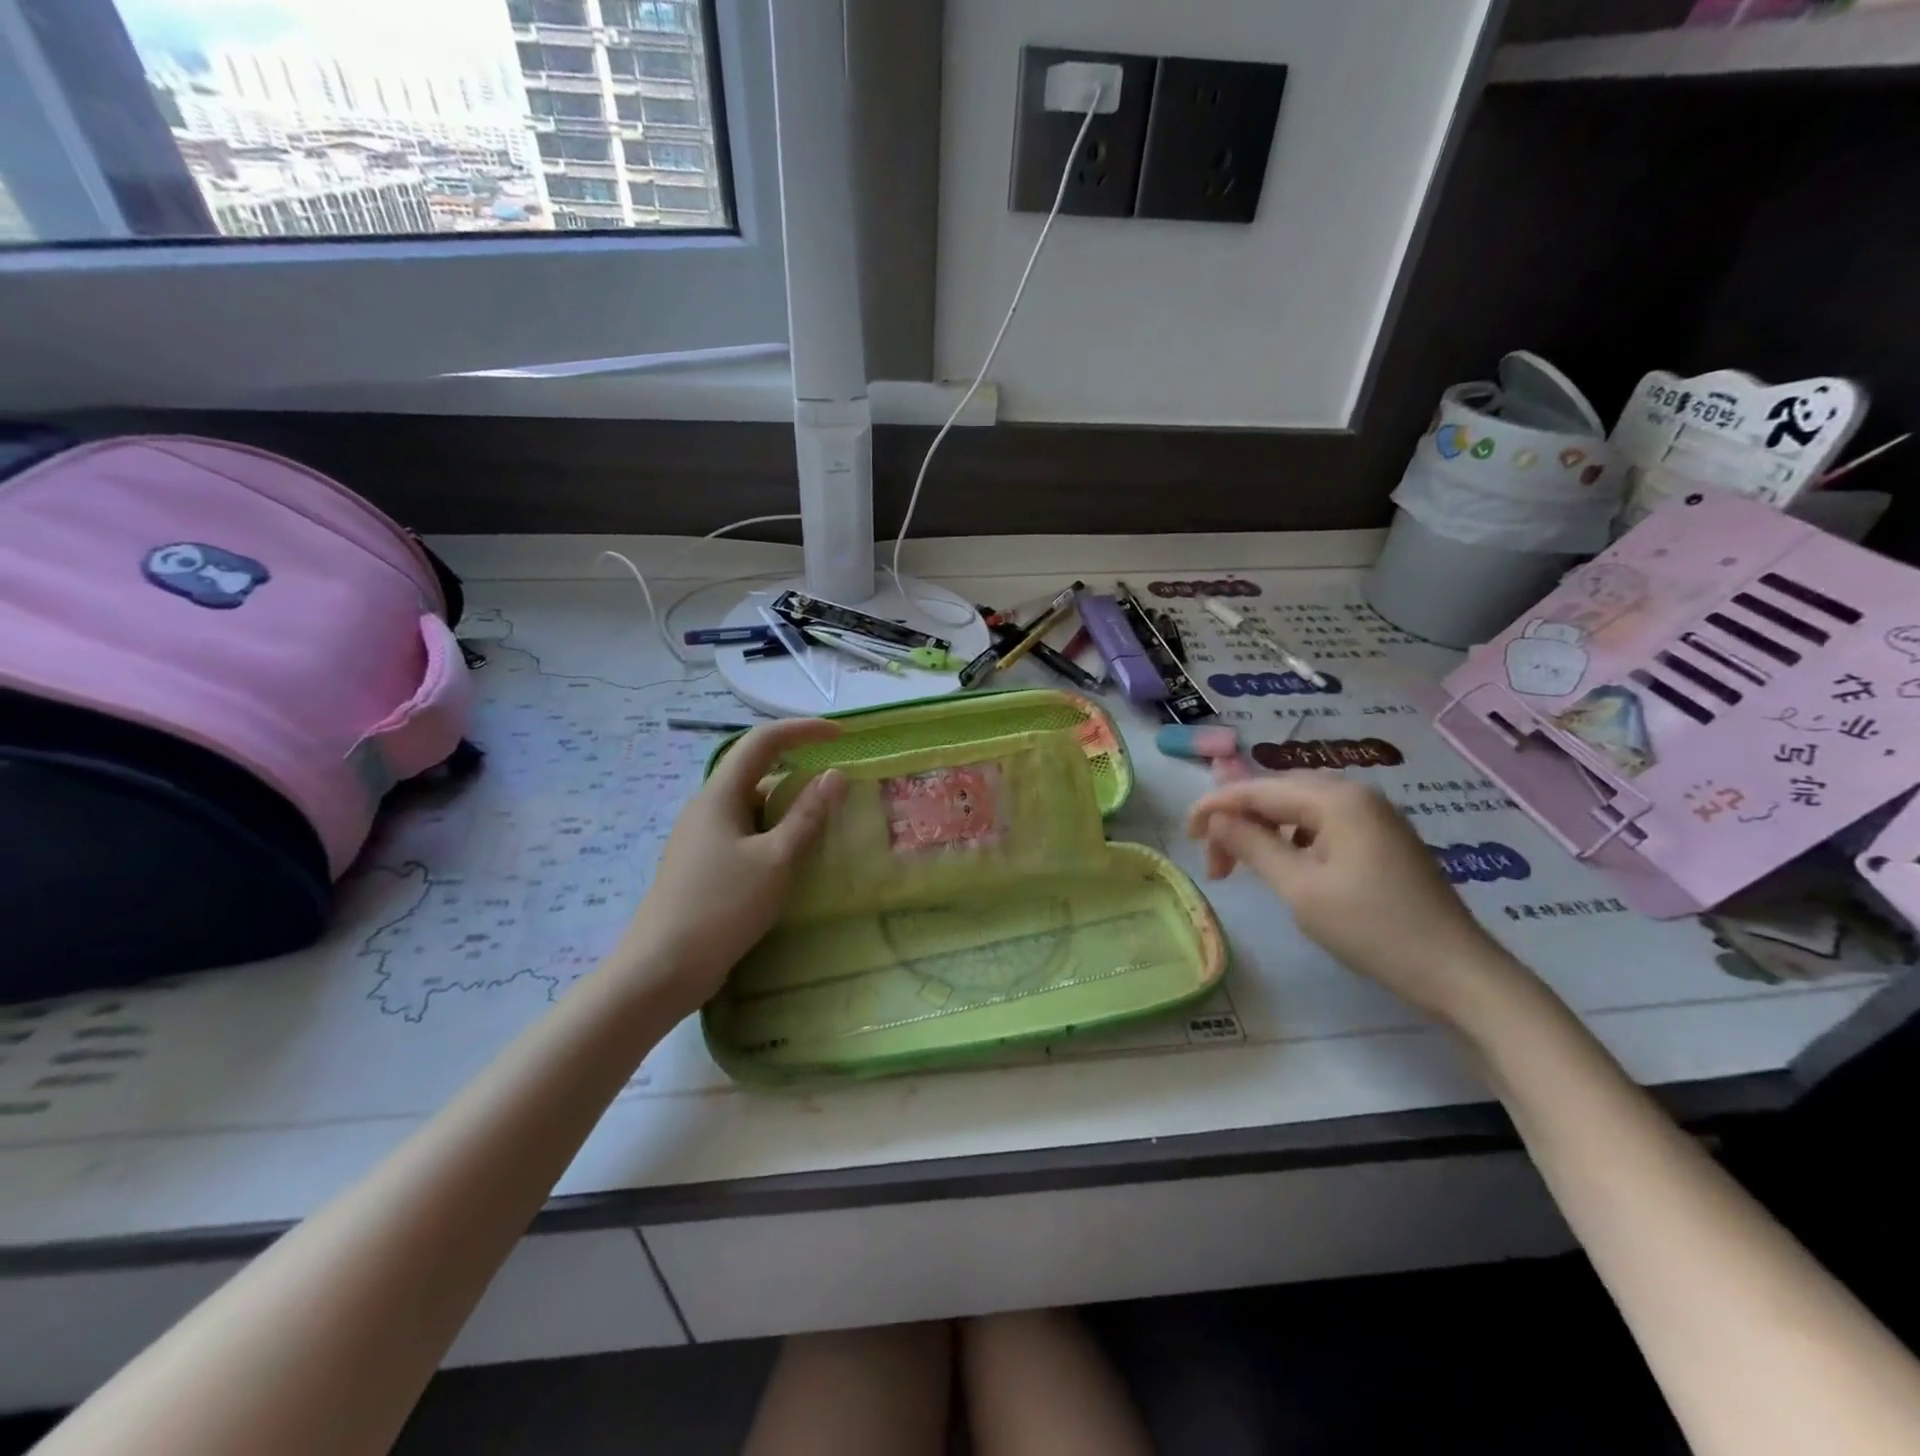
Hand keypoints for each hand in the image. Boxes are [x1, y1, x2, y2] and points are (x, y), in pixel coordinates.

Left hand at [611, 719, 846, 1014]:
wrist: (661, 969)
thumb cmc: (721, 907)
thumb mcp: (775, 860)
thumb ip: (807, 816)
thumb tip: (834, 775)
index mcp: (719, 795)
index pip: (762, 742)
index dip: (802, 730)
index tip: (840, 734)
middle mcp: (707, 808)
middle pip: (757, 773)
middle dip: (798, 771)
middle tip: (838, 787)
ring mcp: (701, 839)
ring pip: (752, 808)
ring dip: (788, 808)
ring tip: (824, 825)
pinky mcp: (703, 866)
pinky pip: (746, 834)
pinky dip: (775, 835)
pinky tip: (793, 859)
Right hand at [1186, 773, 1519, 1024]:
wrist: (1456, 971)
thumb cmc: (1373, 929)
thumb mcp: (1300, 889)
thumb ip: (1253, 846)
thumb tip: (1216, 819)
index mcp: (1336, 799)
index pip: (1257, 790)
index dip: (1214, 807)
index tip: (1185, 836)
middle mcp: (1355, 793)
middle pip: (1277, 793)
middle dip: (1238, 821)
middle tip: (1215, 863)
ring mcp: (1373, 814)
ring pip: (1298, 808)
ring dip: (1263, 831)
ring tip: (1243, 867)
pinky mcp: (1381, 837)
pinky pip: (1321, 823)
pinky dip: (1291, 839)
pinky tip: (1286, 866)